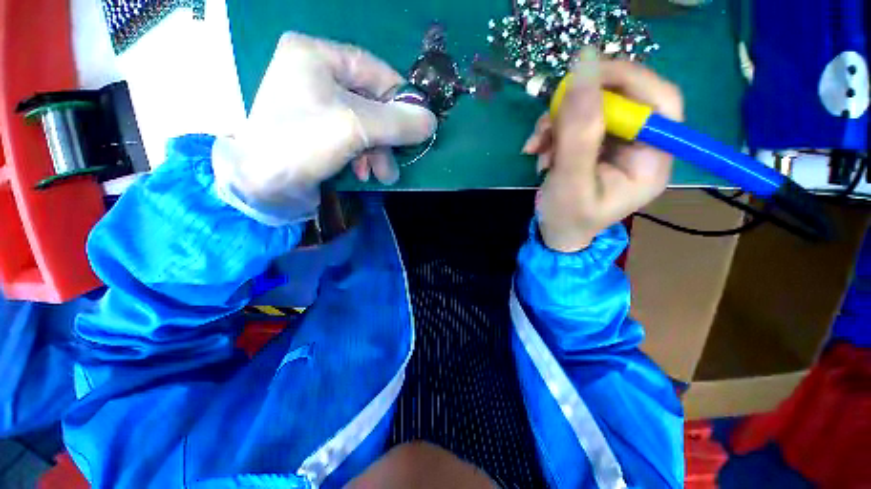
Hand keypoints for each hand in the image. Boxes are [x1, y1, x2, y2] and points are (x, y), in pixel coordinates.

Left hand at [212, 33, 436, 224]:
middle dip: (386, 136)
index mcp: (316, 56)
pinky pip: (352, 141)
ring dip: (377, 153)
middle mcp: (315, 76)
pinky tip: (362, 175)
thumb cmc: (302, 143)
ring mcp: (315, 107)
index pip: (375, 70)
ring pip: (364, 126)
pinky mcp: (318, 134)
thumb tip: (432, 121)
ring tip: (382, 175)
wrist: (260, 187)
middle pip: (371, 103)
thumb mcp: (356, 127)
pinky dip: (363, 158)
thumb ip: (398, 122)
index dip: (401, 98)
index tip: (419, 125)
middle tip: (397, 159)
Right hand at [522, 49, 682, 251]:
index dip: (627, 80)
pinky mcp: (595, 144)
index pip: (659, 103)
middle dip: (580, 105)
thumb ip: (578, 134)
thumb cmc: (567, 217)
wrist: (555, 232)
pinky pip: (576, 121)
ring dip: (558, 120)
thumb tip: (583, 72)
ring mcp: (616, 144)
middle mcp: (641, 147)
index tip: (585, 75)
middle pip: (623, 100)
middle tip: (549, 116)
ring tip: (537, 144)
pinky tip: (537, 149)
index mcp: (652, 161)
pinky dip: (552, 129)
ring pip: (593, 108)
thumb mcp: (571, 182)